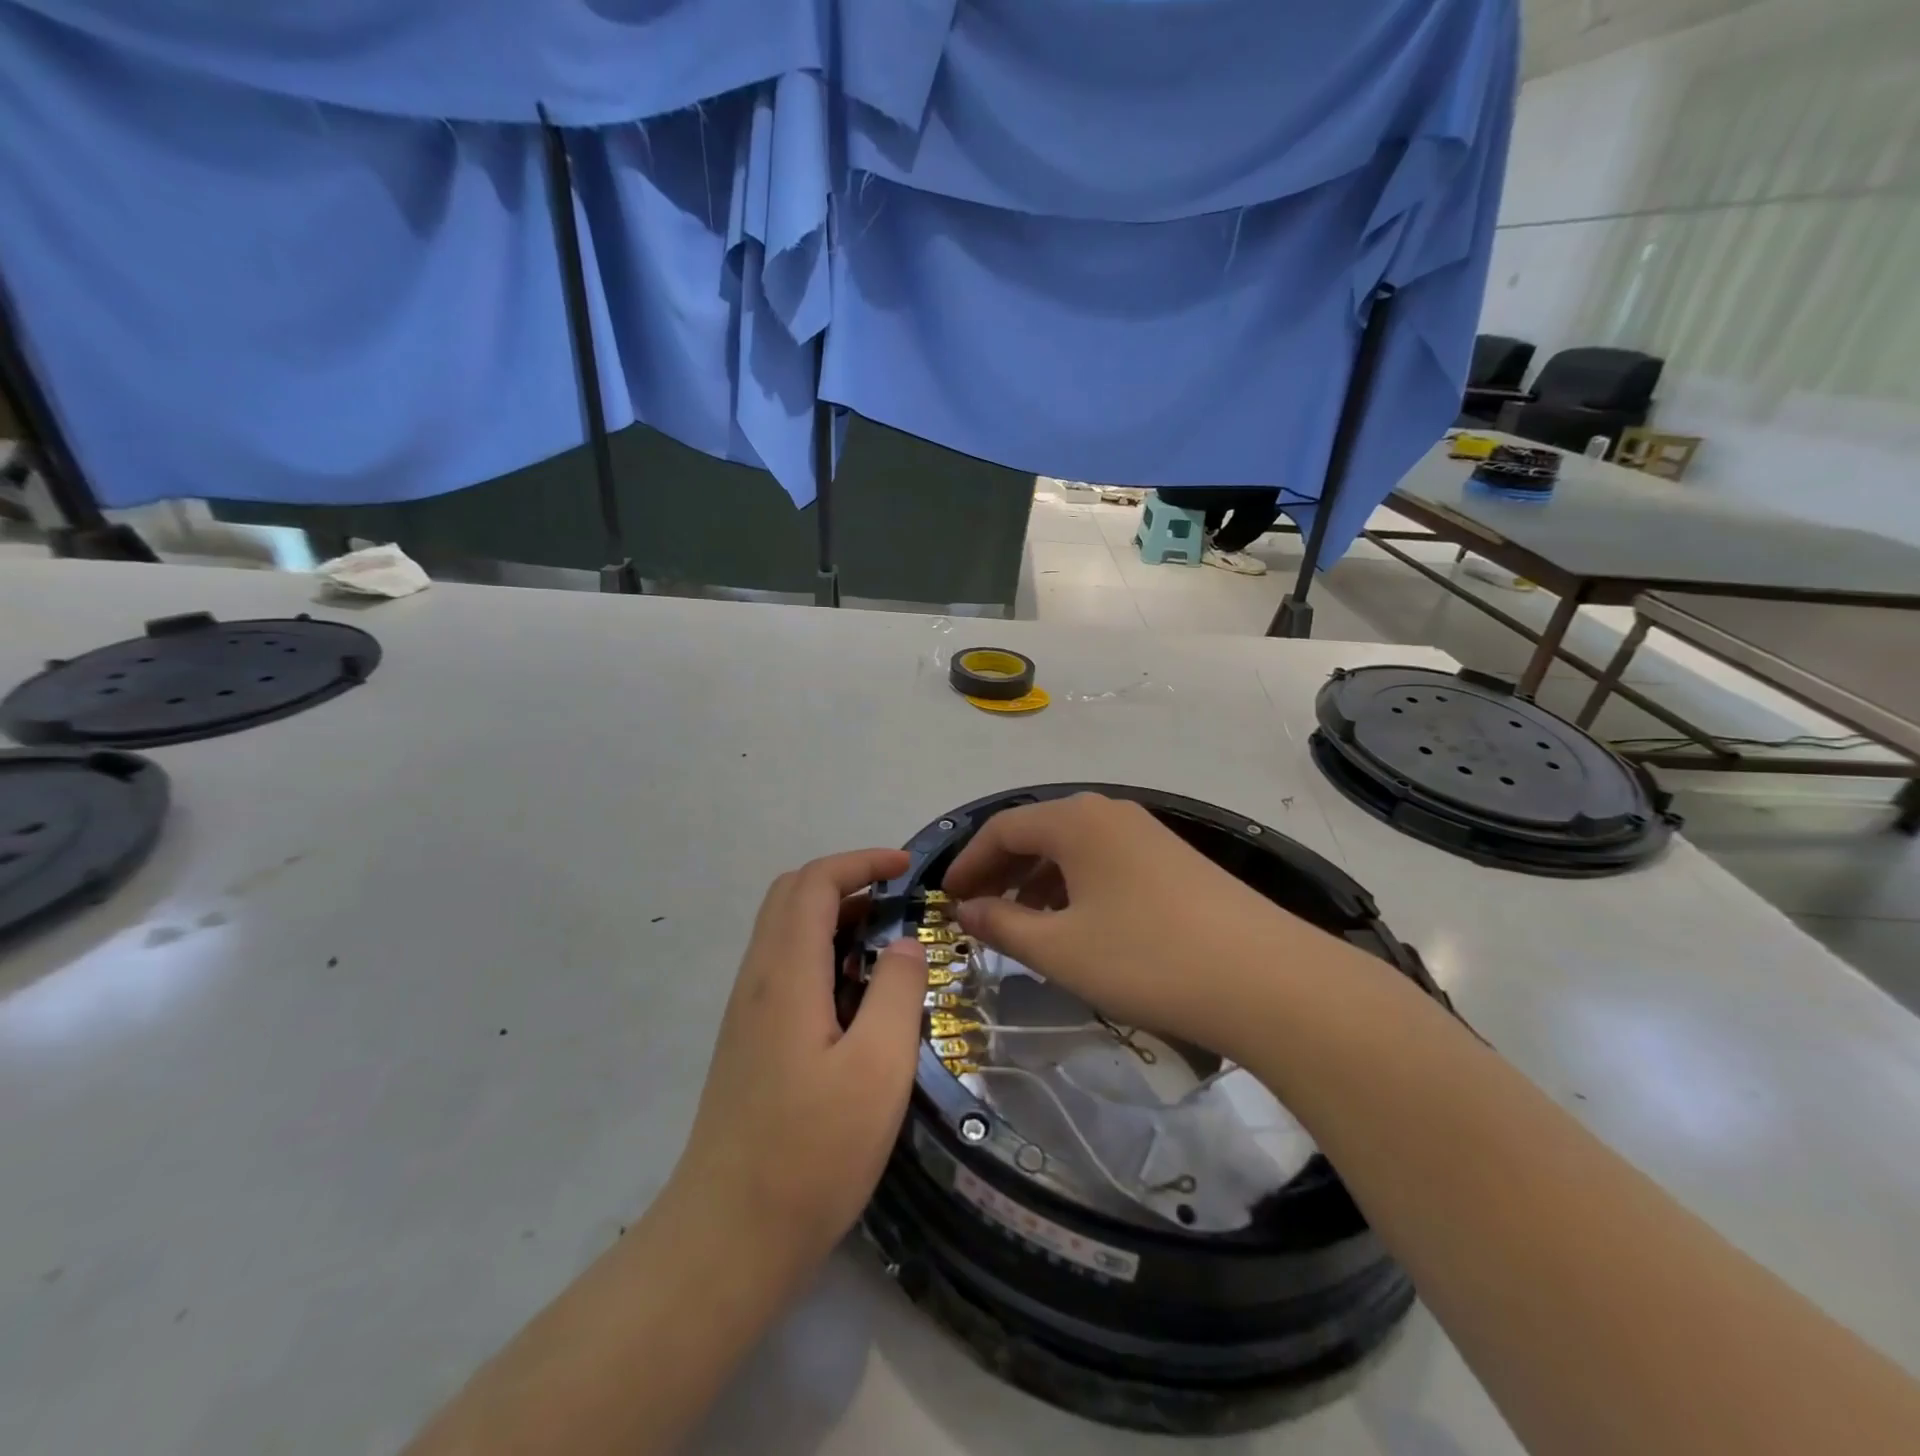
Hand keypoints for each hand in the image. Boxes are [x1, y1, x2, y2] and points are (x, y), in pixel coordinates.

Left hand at [670, 849, 927, 1280]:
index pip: (814, 883)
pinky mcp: (749, 1040)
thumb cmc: (811, 1154)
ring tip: (887, 943)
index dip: (861, 862)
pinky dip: (822, 951)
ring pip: (785, 930)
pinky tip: (856, 994)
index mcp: (785, 975)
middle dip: (846, 880)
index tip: (907, 869)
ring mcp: (747, 1011)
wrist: (726, 1240)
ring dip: (833, 915)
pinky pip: (784, 966)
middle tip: (898, 900)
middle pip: (791, 895)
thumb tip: (904, 943)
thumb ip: (897, 992)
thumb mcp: (878, 1069)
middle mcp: (757, 979)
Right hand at [945, 794, 1320, 1059]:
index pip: (1003, 828)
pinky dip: (1076, 887)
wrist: (1267, 981)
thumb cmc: (1146, 958)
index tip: (947, 898)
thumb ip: (1002, 925)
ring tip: (1022, 924)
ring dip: (1038, 881)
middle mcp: (1110, 814)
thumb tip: (966, 910)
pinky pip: (1105, 863)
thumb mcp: (1060, 949)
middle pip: (1038, 833)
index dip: (968, 862)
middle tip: (977, 912)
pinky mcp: (1174, 861)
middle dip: (1001, 870)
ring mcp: (1147, 834)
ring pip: (1074, 849)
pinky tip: (1077, 925)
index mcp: (1076, 820)